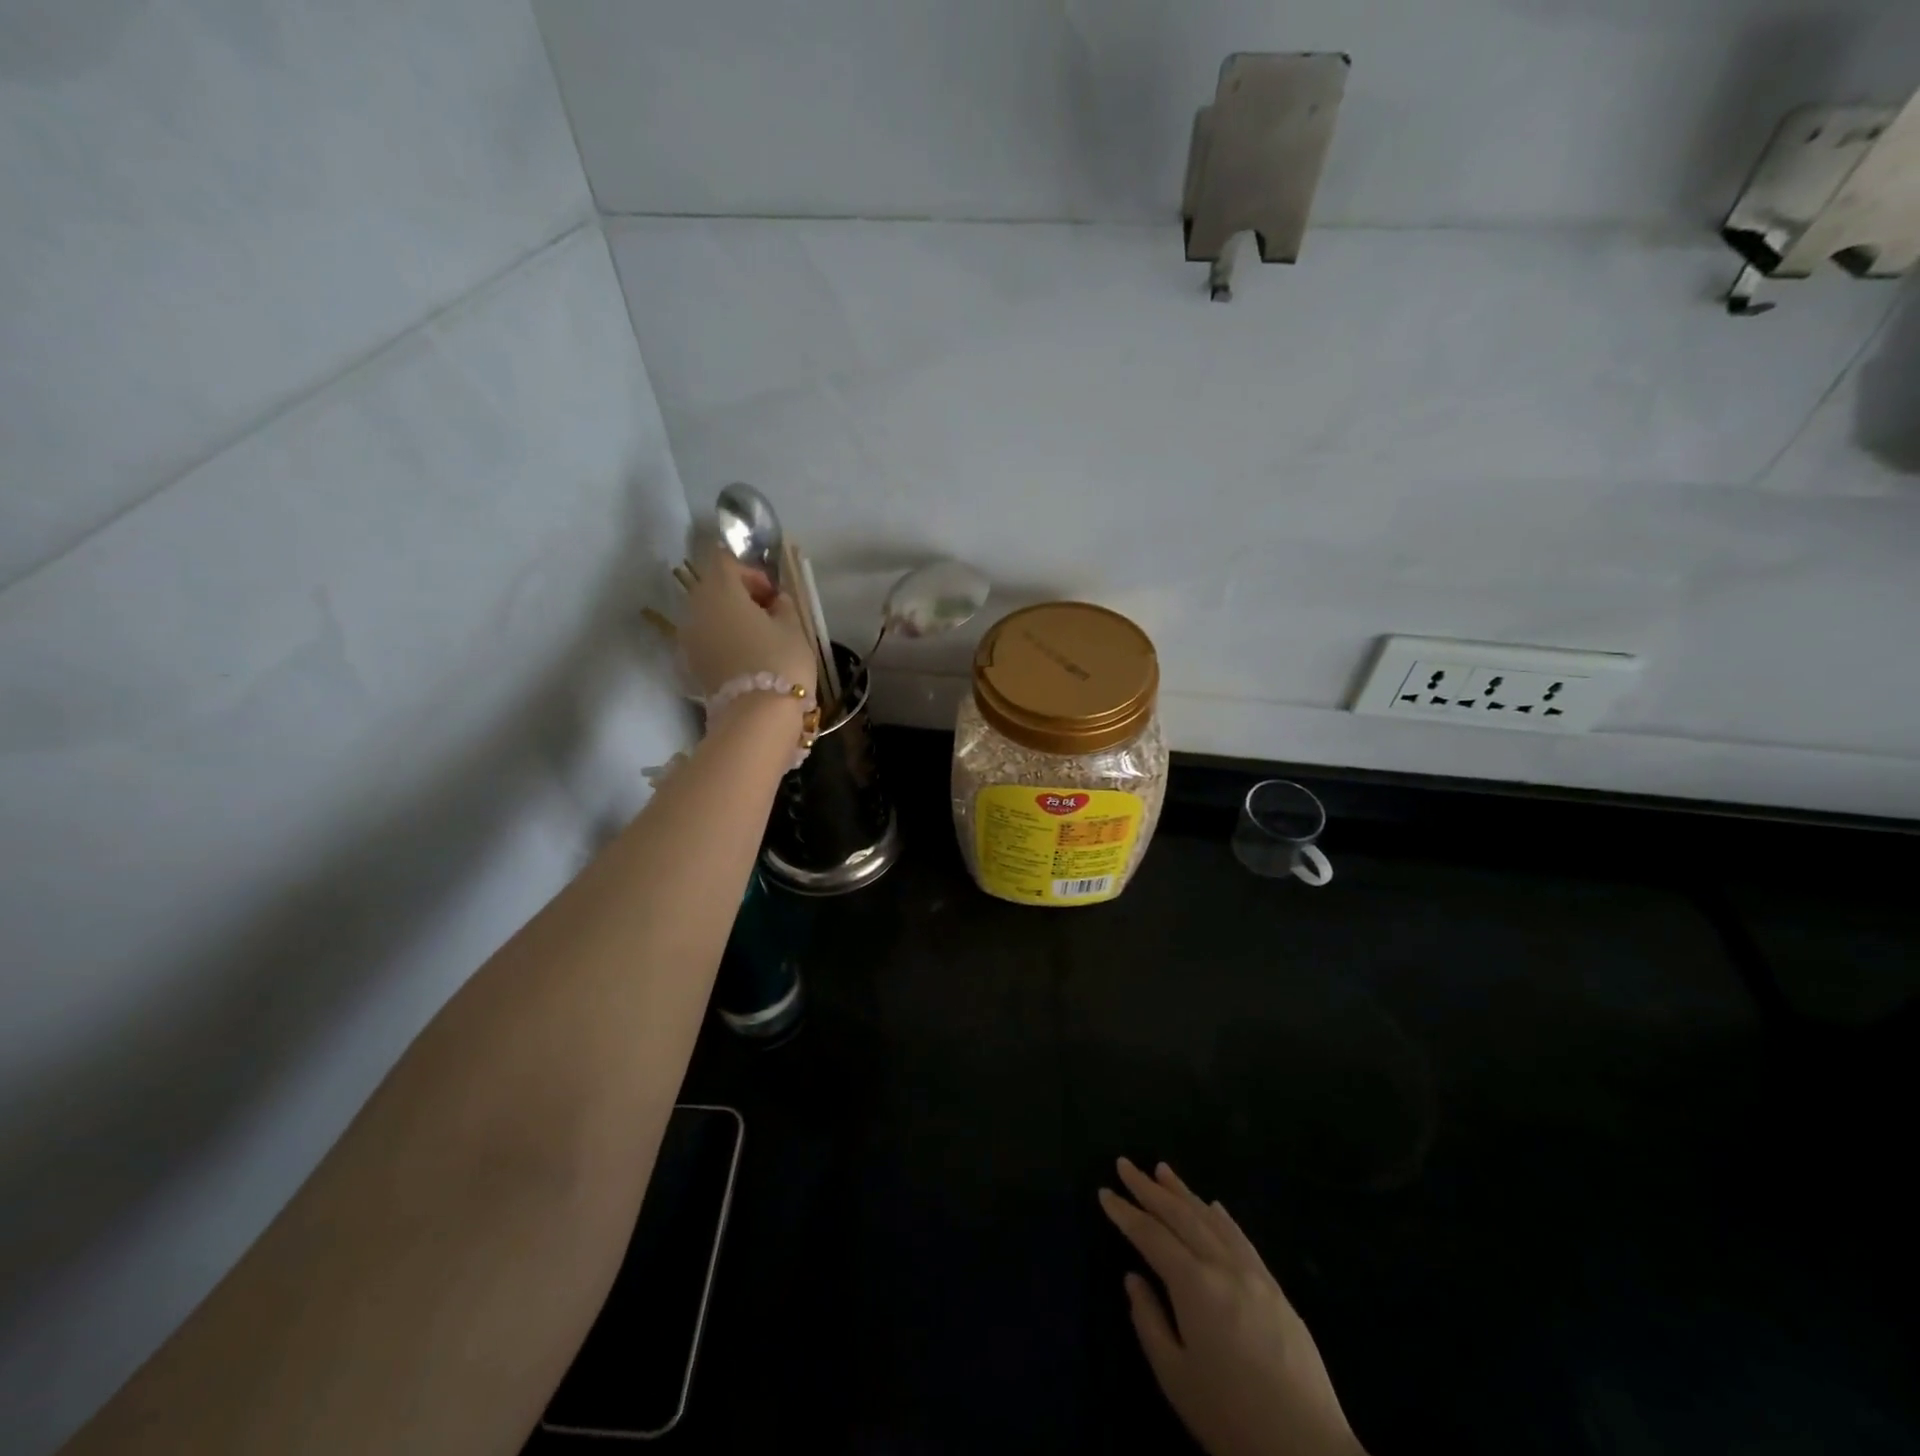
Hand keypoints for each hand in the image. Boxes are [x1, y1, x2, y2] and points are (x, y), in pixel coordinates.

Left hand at [679, 545, 815, 698]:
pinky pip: (706, 638)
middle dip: (738, 595)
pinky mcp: (690, 663)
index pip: (725, 562)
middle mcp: (696, 608)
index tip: (772, 594)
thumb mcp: (794, 628)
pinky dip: (723, 639)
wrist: (756, 717)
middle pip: (712, 587)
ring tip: (758, 638)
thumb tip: (775, 600)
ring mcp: (688, 637)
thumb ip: (783, 605)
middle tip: (767, 614)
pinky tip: (746, 656)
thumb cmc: (780, 662)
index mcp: (720, 591)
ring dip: (729, 618)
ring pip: (707, 614)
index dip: (751, 572)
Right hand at [1099, 1159, 1364, 1455]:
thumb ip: (1149, 1320)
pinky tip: (1213, 1206)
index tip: (1104, 1191)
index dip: (1125, 1212)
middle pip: (1180, 1215)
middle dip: (1148, 1188)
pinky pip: (1241, 1238)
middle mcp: (1223, 1265)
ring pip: (1211, 1219)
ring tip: (1162, 1170)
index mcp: (1195, 1284)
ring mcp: (1254, 1274)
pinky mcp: (1276, 1289)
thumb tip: (1133, 1278)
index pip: (1151, 1236)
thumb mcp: (1176, 1377)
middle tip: (1125, 1164)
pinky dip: (1221, 1216)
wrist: (1308, 1451)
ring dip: (1183, 1192)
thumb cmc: (1231, 1417)